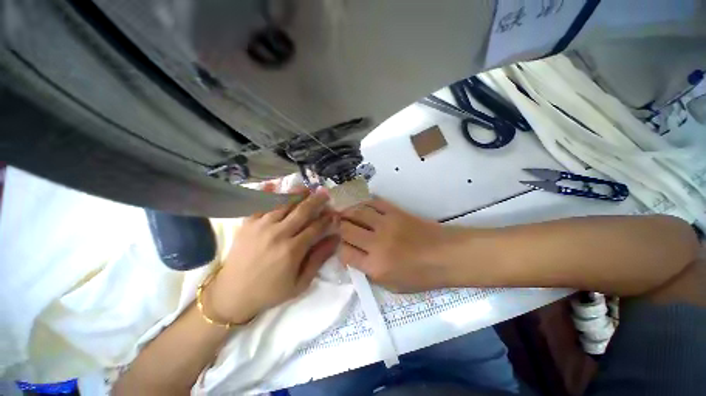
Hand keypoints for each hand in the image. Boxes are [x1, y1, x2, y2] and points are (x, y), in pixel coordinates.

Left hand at [206, 189, 337, 323]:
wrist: (232, 294)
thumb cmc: (270, 291)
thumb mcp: (300, 282)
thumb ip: (319, 258)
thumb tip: (336, 239)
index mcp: (292, 250)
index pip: (316, 227)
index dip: (328, 219)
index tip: (335, 213)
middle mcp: (278, 233)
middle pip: (303, 210)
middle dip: (317, 200)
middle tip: (325, 193)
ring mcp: (261, 226)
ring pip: (284, 203)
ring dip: (298, 194)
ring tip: (307, 188)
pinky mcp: (248, 223)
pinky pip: (260, 204)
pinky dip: (269, 193)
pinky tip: (276, 185)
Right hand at [338, 198, 465, 291]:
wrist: (447, 255)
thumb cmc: (421, 275)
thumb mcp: (391, 285)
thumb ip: (368, 272)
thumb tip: (353, 256)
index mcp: (375, 266)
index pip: (344, 253)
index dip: (339, 249)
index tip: (341, 246)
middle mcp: (376, 243)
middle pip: (346, 229)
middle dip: (338, 228)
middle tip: (337, 227)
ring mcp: (386, 224)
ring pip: (356, 212)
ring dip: (347, 213)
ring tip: (344, 214)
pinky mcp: (395, 211)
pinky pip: (373, 203)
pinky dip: (364, 204)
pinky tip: (361, 207)